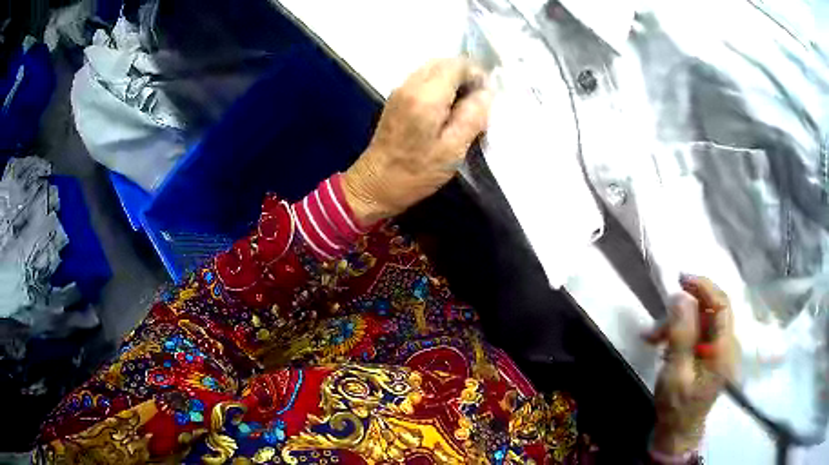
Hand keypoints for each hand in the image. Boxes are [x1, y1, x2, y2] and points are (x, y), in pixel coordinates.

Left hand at [342, 58, 492, 225]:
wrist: (374, 184)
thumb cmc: (415, 172)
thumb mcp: (452, 150)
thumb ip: (472, 117)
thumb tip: (486, 93)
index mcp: (426, 96)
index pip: (457, 65)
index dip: (477, 75)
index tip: (486, 97)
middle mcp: (410, 85)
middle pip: (444, 62)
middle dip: (465, 75)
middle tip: (477, 101)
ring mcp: (400, 90)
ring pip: (433, 69)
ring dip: (453, 80)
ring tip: (464, 106)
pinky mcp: (396, 98)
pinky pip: (424, 79)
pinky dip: (440, 86)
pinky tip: (446, 109)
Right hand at [643, 275, 738, 454]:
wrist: (678, 431)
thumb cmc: (677, 406)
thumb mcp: (675, 373)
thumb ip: (680, 335)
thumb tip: (679, 297)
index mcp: (723, 349)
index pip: (721, 304)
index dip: (704, 286)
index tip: (681, 279)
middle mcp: (725, 343)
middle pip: (710, 310)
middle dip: (683, 309)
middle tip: (659, 320)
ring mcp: (718, 348)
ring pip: (700, 320)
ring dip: (676, 323)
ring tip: (652, 338)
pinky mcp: (709, 352)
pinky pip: (696, 331)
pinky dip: (678, 332)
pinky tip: (660, 342)